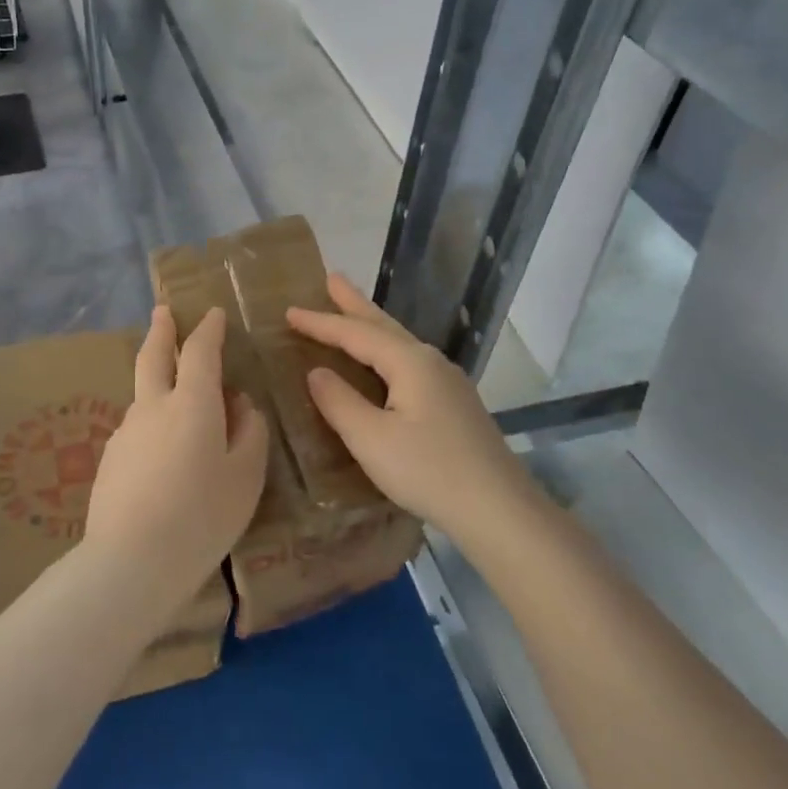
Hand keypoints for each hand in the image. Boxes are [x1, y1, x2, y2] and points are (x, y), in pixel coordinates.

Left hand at [85, 306, 268, 613]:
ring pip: (144, 397)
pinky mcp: (109, 460)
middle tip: (162, 311)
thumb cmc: (202, 516)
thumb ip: (249, 432)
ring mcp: (125, 432)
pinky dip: (152, 426)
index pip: (200, 352)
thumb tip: (240, 404)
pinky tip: (162, 458)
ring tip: (178, 405)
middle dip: (161, 330)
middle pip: (153, 357)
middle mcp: (152, 407)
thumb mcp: (246, 476)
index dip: (208, 330)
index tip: (213, 314)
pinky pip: (137, 431)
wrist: (131, 561)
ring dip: (158, 385)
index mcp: (191, 403)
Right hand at [288, 275, 529, 540]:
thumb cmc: (428, 471)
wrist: (499, 509)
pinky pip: (409, 363)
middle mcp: (431, 363)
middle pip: (384, 325)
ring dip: (372, 325)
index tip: (288, 311)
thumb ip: (339, 402)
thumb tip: (317, 372)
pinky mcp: (455, 405)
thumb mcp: (371, 439)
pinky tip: (384, 364)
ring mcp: (447, 383)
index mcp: (410, 363)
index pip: (356, 333)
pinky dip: (385, 351)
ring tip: (351, 311)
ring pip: (400, 343)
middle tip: (331, 278)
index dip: (320, 323)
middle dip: (354, 304)